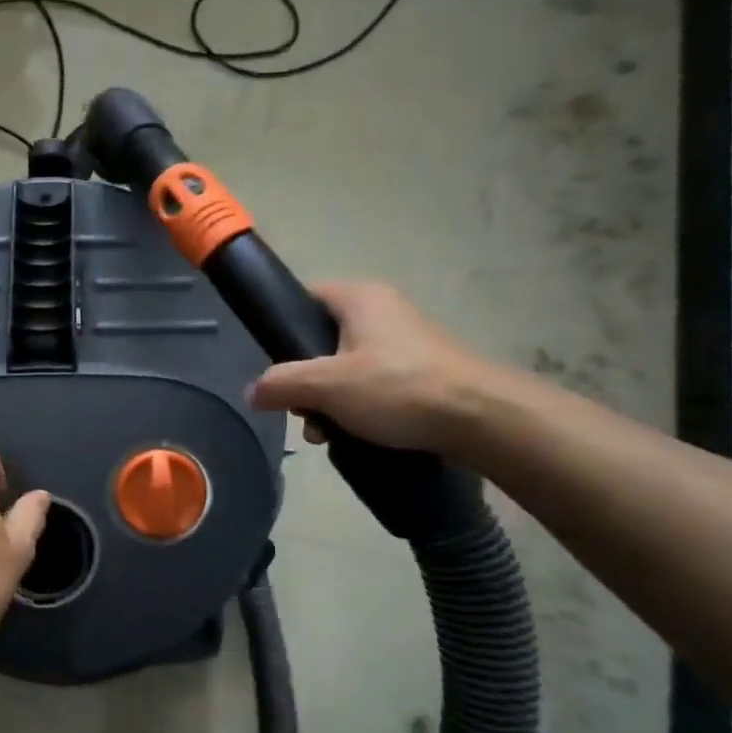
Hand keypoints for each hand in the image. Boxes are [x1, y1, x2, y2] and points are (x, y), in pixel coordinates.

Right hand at [247, 281, 494, 452]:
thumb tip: (251, 392)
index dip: (281, 326)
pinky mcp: (420, 372)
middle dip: (303, 379)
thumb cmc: (397, 388)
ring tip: (323, 433)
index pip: (304, 297)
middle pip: (321, 339)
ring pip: (345, 368)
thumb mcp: (327, 385)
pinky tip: (352, 436)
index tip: (271, 362)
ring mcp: (404, 343)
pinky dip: (356, 408)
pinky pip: (372, 385)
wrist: (480, 419)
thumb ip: (281, 384)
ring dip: (327, 400)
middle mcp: (382, 311)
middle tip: (299, 409)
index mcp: (359, 298)